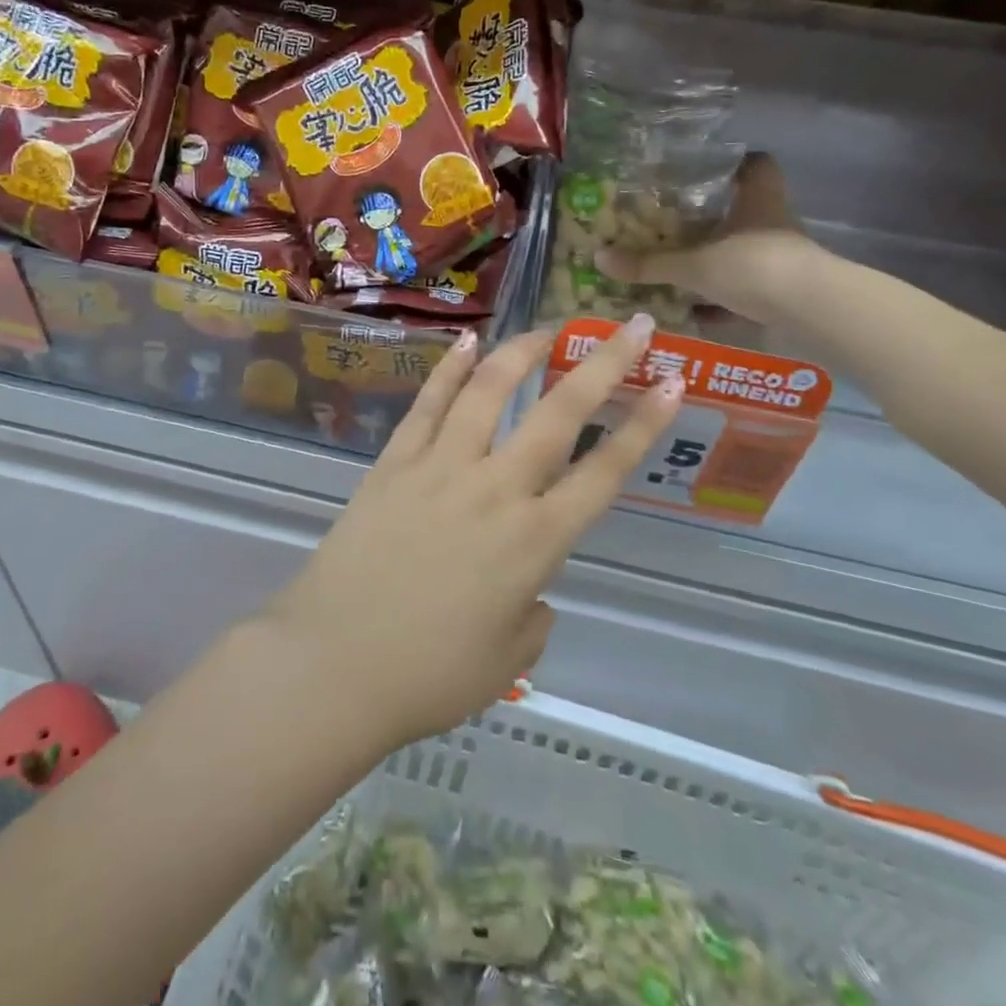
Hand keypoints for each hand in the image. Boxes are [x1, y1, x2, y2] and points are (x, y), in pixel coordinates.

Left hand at [262, 317, 680, 749]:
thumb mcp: (506, 662)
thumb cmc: (428, 677)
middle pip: (558, 414)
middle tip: (632, 327)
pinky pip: (427, 405)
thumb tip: (530, 593)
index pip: (604, 472)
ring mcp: (439, 468)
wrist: (333, 664)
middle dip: (603, 365)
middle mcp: (495, 490)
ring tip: (547, 329)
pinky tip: (467, 342)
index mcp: (535, 543)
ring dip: (522, 353)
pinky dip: (449, 370)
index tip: (672, 382)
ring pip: (488, 392)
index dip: (643, 425)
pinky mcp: (393, 463)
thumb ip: (532, 618)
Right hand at [595, 153, 815, 323]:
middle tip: (675, 221)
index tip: (707, 166)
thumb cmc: (754, 267)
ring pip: (745, 250)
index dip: (735, 161)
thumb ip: (649, 264)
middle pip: (745, 209)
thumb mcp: (693, 265)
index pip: (756, 164)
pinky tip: (698, 311)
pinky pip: (747, 288)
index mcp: (757, 200)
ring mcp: (781, 258)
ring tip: (678, 265)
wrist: (810, 311)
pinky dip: (724, 298)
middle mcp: (772, 222)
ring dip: (718, 258)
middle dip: (714, 217)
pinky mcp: (782, 290)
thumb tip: (599, 258)